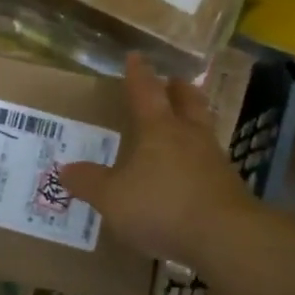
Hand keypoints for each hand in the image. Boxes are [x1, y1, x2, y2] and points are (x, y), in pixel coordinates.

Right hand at [58, 53, 255, 268]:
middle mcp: (190, 136)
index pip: (146, 92)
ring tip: (185, 125)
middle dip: (179, 90)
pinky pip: (211, 163)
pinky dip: (200, 159)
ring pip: (204, 129)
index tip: (136, 56)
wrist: (225, 237)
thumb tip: (65, 170)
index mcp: (159, 129)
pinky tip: (192, 173)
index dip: (138, 74)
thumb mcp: (113, 198)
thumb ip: (90, 183)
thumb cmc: (162, 206)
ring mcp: (214, 161)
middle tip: (174, 81)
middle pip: (188, 102)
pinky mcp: (229, 188)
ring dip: (194, 121)